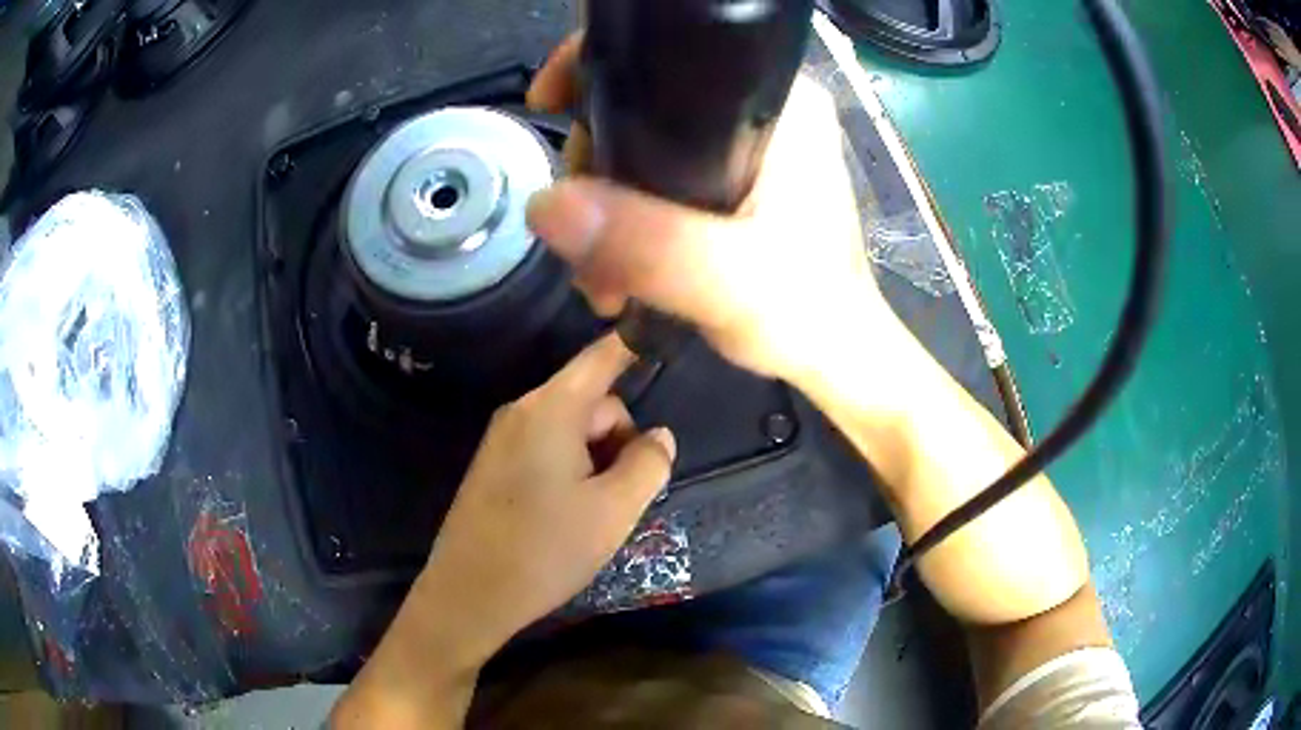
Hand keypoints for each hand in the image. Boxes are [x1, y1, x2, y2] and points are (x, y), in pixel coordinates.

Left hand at [335, 335, 674, 728]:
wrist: (469, 594)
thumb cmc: (545, 549)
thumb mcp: (614, 510)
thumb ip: (648, 463)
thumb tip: (660, 435)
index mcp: (551, 409)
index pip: (603, 357)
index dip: (636, 346)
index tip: (665, 339)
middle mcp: (522, 410)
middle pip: (592, 402)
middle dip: (618, 438)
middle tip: (622, 495)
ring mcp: (503, 438)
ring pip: (571, 429)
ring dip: (596, 460)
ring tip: (594, 513)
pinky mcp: (494, 465)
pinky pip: (547, 448)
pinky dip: (571, 470)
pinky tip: (568, 515)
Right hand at [525, 34, 895, 384]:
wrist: (835, 357)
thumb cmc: (807, 313)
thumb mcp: (728, 280)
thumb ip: (647, 243)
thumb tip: (545, 204)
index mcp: (779, 105)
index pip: (672, 56)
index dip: (599, 71)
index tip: (549, 105)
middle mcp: (764, 112)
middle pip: (644, 108)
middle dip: (595, 171)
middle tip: (582, 242)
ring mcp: (747, 148)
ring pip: (644, 150)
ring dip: (606, 209)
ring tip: (601, 280)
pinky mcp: (736, 182)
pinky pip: (658, 181)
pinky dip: (629, 221)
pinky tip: (618, 272)